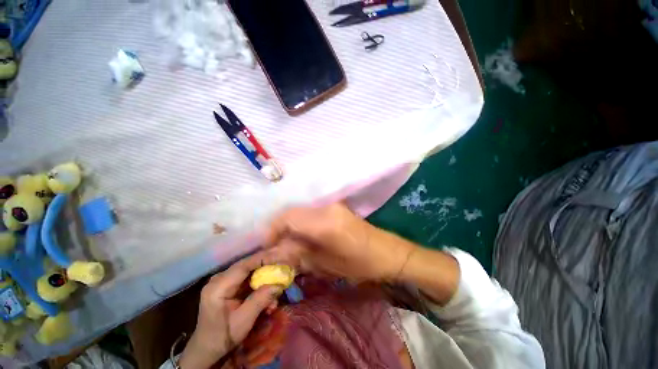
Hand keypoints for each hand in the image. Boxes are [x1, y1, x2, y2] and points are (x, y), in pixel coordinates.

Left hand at [179, 251, 284, 368]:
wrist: (207, 348)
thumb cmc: (223, 336)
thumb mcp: (243, 320)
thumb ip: (260, 300)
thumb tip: (279, 284)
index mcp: (218, 286)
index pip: (243, 265)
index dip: (262, 259)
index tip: (279, 258)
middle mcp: (219, 279)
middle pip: (247, 266)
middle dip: (266, 268)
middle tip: (282, 271)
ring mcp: (223, 281)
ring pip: (249, 272)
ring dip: (264, 278)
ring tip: (276, 288)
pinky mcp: (228, 285)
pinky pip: (247, 279)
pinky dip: (259, 284)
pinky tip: (267, 295)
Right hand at [262, 203, 415, 282]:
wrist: (385, 252)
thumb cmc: (358, 264)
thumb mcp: (325, 264)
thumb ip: (299, 254)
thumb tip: (276, 252)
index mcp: (324, 222)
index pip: (288, 217)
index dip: (273, 230)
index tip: (267, 245)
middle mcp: (326, 207)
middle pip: (293, 212)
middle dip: (280, 228)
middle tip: (276, 246)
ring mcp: (332, 205)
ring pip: (301, 211)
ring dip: (291, 226)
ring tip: (289, 243)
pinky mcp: (336, 207)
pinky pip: (311, 212)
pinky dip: (302, 223)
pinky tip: (303, 236)